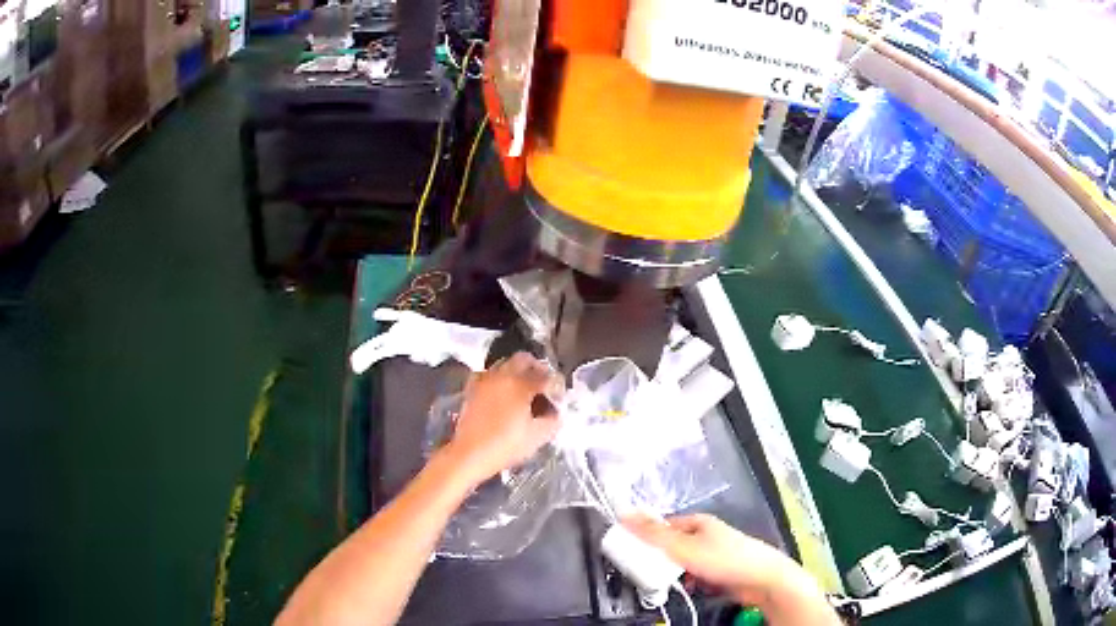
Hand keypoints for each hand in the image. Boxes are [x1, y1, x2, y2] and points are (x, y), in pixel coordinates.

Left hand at [441, 352, 563, 486]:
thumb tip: (555, 413)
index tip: (558, 395)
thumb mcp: (537, 437)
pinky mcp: (472, 388)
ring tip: (524, 390)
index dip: (556, 385)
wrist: (469, 454)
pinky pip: (490, 375)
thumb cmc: (505, 446)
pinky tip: (503, 394)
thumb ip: (553, 420)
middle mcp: (502, 375)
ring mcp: (484, 380)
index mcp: (520, 384)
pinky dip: (499, 379)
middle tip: (543, 384)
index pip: (546, 376)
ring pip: (505, 364)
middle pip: (523, 359)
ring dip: (517, 371)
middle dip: (537, 368)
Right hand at [623, 514, 819, 609]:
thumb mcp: (683, 547)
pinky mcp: (720, 572)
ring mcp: (714, 555)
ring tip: (666, 584)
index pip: (663, 526)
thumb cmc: (724, 559)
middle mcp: (706, 536)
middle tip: (647, 573)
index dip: (646, 538)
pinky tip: (688, 590)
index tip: (630, 552)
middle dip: (660, 561)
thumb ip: (653, 534)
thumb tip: (624, 514)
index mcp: (698, 522)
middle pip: (672, 547)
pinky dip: (690, 583)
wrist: (762, 580)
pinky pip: (696, 577)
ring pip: (683, 564)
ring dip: (675, 575)